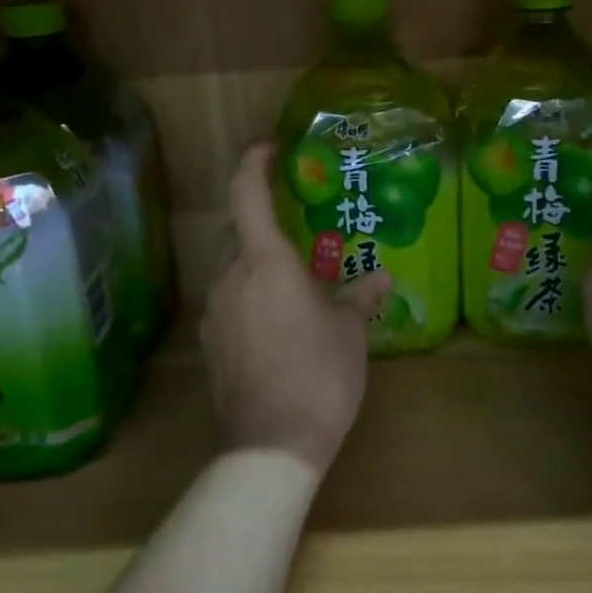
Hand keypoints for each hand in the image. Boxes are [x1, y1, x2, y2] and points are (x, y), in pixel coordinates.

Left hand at [201, 143, 392, 473]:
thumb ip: (361, 296)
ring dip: (254, 259)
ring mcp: (213, 310)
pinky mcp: (208, 342)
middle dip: (258, 215)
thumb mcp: (350, 332)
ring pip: (229, 265)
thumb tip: (382, 277)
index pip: (245, 191)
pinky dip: (247, 292)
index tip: (269, 147)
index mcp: (264, 260)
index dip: (253, 161)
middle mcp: (230, 275)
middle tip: (292, 219)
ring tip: (290, 276)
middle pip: (235, 227)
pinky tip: (275, 319)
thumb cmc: (318, 374)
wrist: (270, 445)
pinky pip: (227, 299)